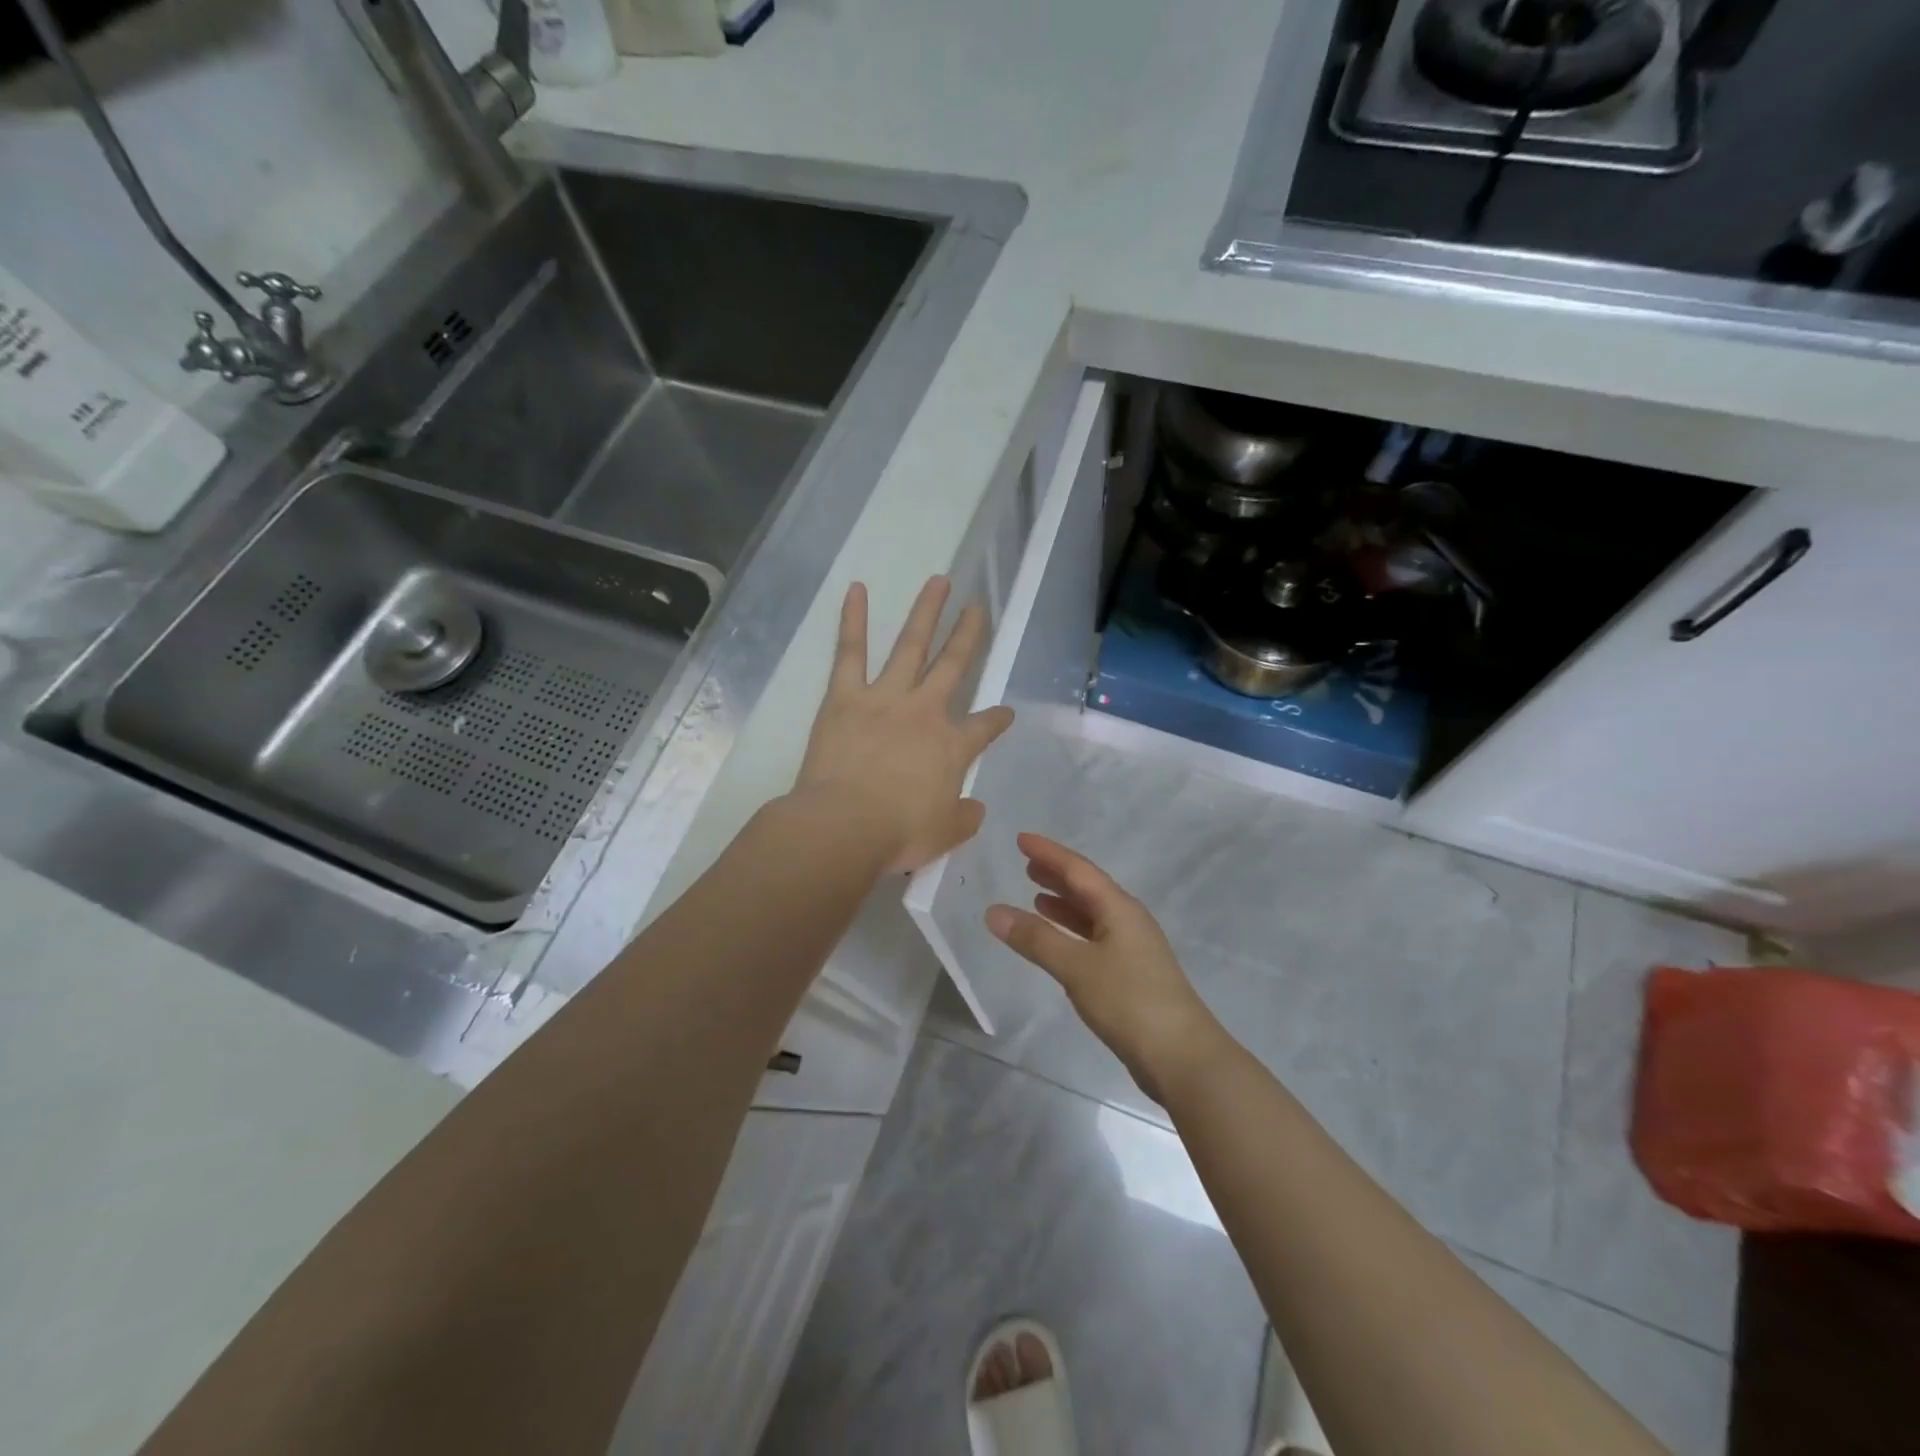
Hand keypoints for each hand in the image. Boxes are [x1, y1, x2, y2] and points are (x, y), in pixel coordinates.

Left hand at [794, 577, 1014, 873]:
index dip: (997, 719)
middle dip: (969, 636)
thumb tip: (975, 808)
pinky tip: (857, 589)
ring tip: (939, 582)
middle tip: (979, 608)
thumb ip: (964, 817)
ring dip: (927, 612)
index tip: (1005, 713)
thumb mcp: (945, 834)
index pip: (984, 727)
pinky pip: (850, 651)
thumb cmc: (899, 834)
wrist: (846, 826)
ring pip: (911, 646)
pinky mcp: (845, 697)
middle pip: (954, 666)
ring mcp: (885, 698)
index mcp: (952, 747)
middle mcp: (925, 712)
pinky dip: (853, 620)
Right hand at [986, 834, 1223, 1102]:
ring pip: (1092, 916)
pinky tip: (1058, 943)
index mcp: (1120, 909)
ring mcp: (1133, 950)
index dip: (1049, 853)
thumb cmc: (1130, 1001)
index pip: (1079, 870)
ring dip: (1064, 905)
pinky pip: (1094, 940)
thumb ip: (1035, 939)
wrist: (1183, 1058)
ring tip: (1035, 897)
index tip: (1020, 839)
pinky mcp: (1131, 977)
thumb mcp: (1077, 966)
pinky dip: (1072, 933)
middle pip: (1088, 889)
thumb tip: (994, 911)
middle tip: (1026, 864)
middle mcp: (1128, 922)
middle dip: (1057, 875)